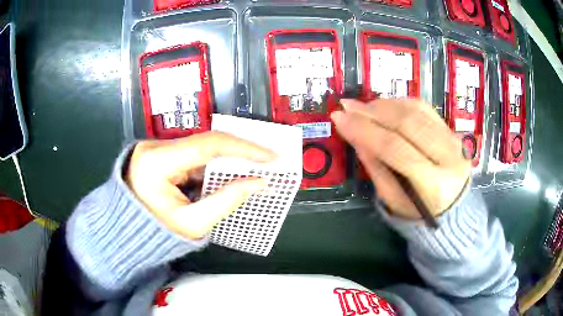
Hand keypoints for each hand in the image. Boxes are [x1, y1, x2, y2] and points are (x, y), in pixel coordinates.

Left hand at [126, 131, 276, 238]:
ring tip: (251, 168)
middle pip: (205, 143)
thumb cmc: (156, 235)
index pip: (208, 145)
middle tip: (266, 160)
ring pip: (199, 149)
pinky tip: (225, 175)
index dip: (244, 149)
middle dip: (237, 153)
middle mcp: (154, 147)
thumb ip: (227, 200)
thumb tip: (259, 183)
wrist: (128, 234)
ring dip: (224, 160)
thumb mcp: (193, 224)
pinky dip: (210, 166)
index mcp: (157, 162)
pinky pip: (191, 155)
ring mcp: (155, 148)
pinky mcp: (158, 154)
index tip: (270, 156)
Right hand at [331, 99, 470, 219]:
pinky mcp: (453, 132)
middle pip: (407, 123)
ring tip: (363, 107)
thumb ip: (375, 167)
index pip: (395, 148)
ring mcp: (454, 141)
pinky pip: (425, 109)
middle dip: (372, 111)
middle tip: (347, 106)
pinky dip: (401, 103)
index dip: (364, 130)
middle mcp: (449, 158)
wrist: (454, 213)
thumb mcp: (392, 200)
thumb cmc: (418, 215)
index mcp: (434, 185)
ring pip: (416, 111)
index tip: (339, 118)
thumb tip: (354, 133)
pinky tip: (385, 106)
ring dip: (385, 105)